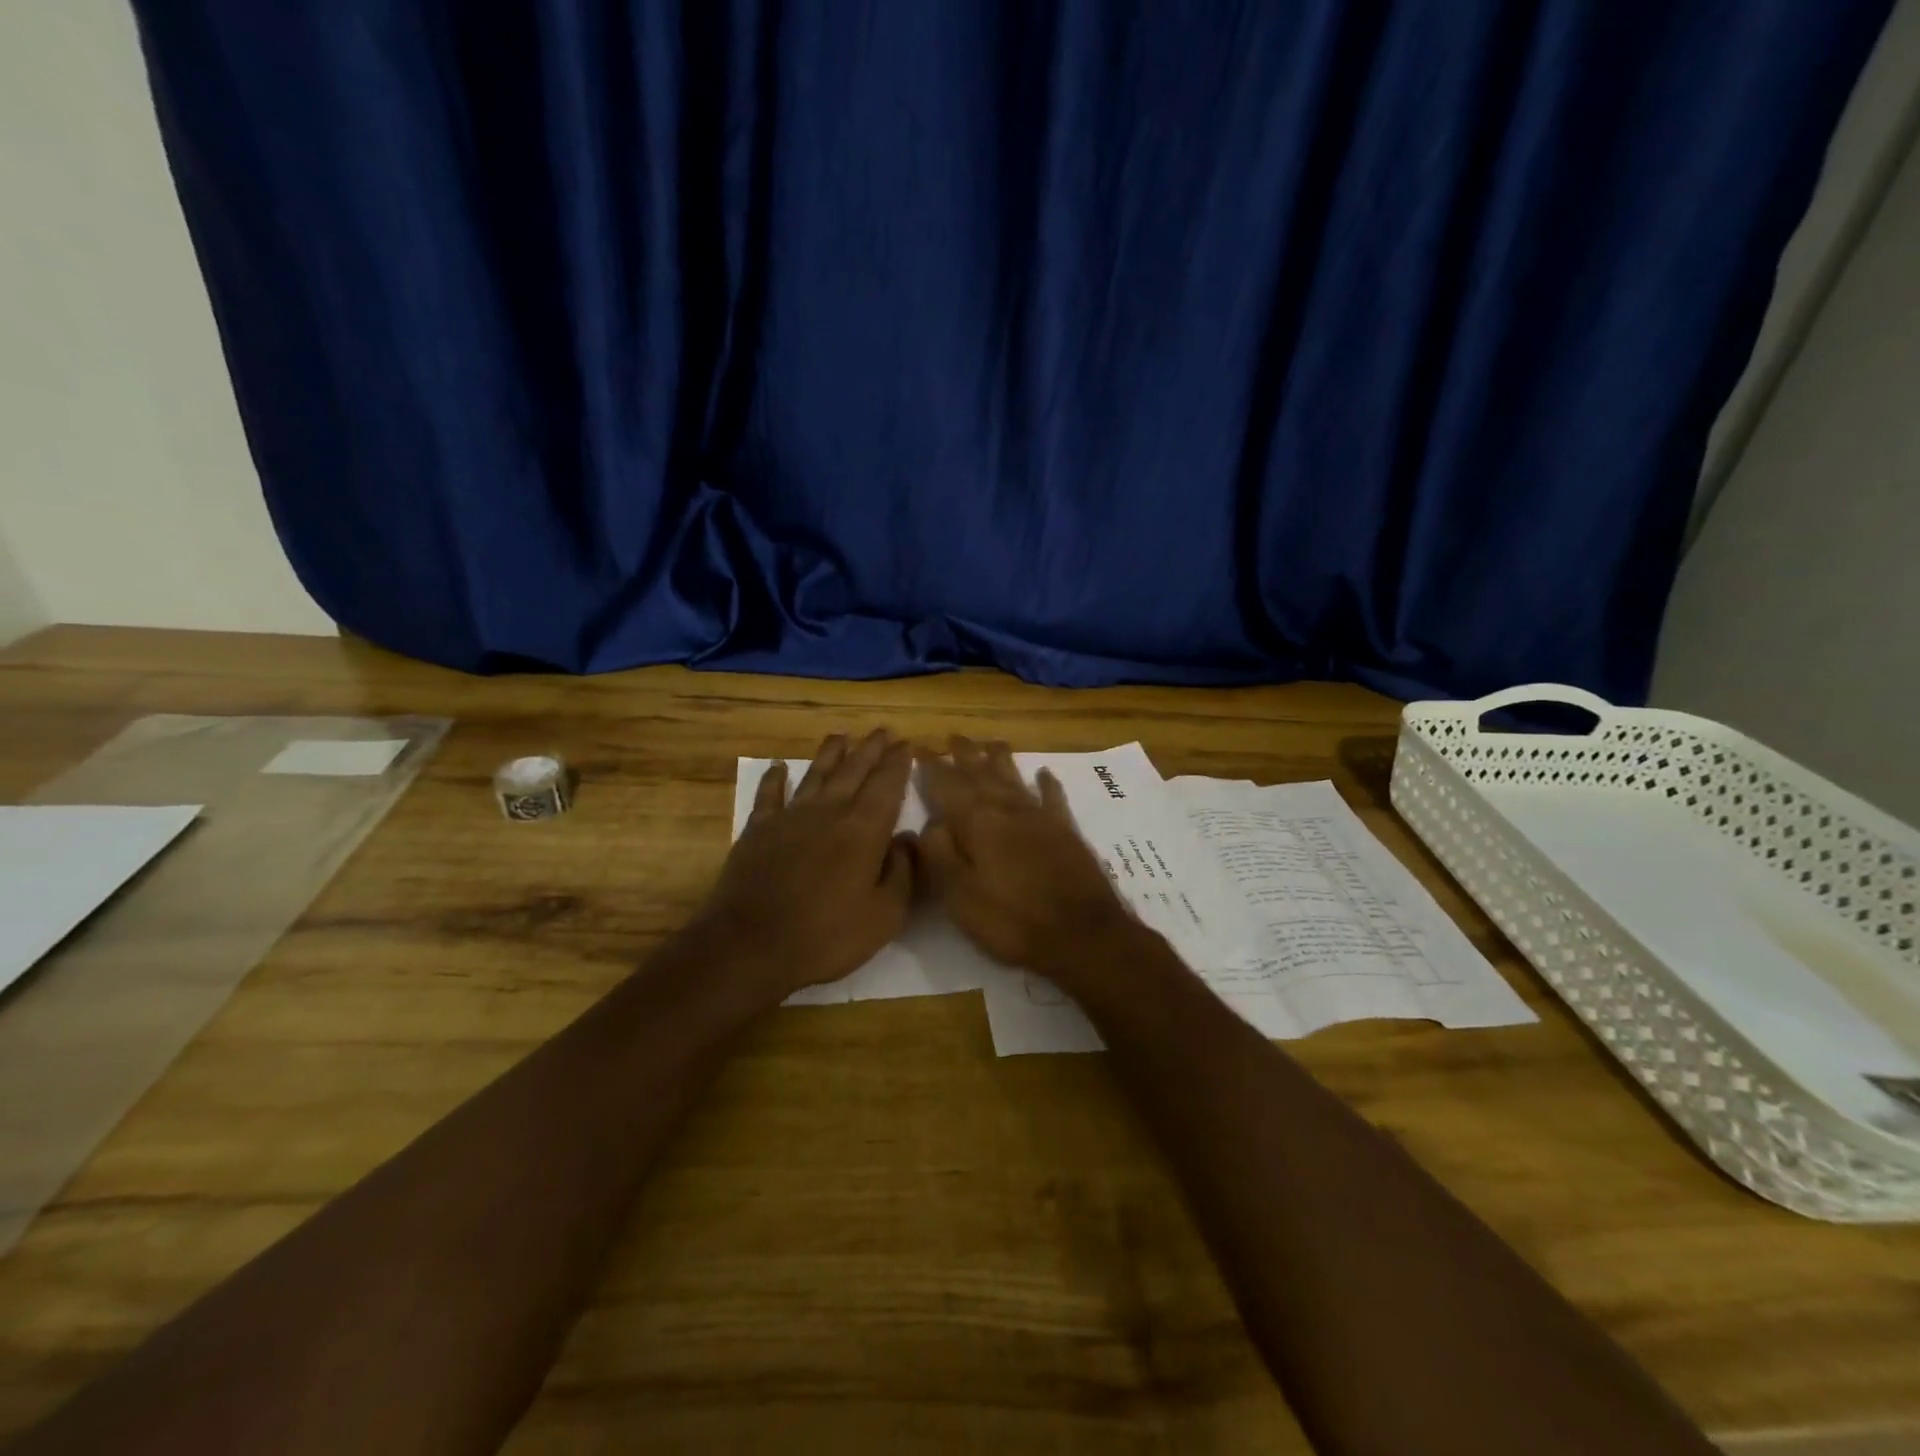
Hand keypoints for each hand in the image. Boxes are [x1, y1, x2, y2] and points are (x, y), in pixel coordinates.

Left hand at [693, 729, 915, 1000]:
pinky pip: (769, 795)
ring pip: (815, 774)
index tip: (907, 744)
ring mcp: (790, 818)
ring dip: (830, 753)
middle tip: (882, 731)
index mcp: (864, 830)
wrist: (750, 946)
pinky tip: (778, 767)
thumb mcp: (884, 916)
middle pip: (854, 771)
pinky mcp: (758, 830)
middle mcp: (829, 812)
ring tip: (841, 736)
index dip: (898, 763)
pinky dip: (775, 779)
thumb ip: (903, 873)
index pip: (887, 785)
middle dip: (871, 749)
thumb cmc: (826, 936)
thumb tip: (908, 839)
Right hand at [917, 736, 1141, 990]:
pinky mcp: (1066, 831)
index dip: (932, 767)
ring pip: (1015, 778)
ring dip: (1000, 759)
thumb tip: (931, 821)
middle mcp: (1008, 809)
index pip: (947, 785)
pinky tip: (1044, 773)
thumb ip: (939, 853)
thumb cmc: (1012, 920)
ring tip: (991, 743)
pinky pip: (1054, 798)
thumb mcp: (959, 895)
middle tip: (953, 737)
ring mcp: (1041, 817)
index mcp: (978, 822)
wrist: (1082, 935)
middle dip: (965, 755)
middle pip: (982, 773)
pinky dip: (1048, 784)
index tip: (919, 748)